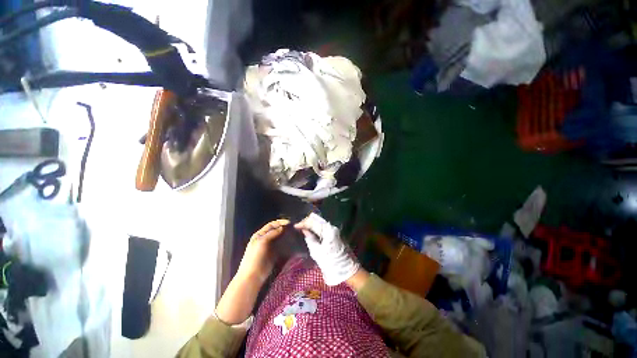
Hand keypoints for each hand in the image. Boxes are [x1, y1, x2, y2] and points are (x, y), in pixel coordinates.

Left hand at [236, 219, 289, 283]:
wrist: (253, 276)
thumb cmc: (255, 258)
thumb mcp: (262, 242)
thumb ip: (272, 234)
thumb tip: (282, 227)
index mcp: (260, 235)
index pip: (271, 225)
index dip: (279, 222)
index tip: (289, 222)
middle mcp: (265, 239)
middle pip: (276, 231)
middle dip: (284, 228)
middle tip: (293, 227)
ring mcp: (270, 247)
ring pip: (279, 238)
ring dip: (286, 235)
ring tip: (294, 233)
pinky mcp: (274, 254)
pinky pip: (282, 246)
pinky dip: (287, 243)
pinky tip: (292, 242)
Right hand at [294, 213, 359, 285]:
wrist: (347, 270)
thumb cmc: (331, 263)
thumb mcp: (317, 252)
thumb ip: (310, 239)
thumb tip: (305, 230)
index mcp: (328, 230)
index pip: (313, 222)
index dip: (303, 223)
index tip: (295, 226)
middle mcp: (332, 227)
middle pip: (317, 220)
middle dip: (307, 221)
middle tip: (299, 226)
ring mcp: (335, 230)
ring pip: (321, 223)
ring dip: (312, 224)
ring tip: (303, 228)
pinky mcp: (336, 234)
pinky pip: (324, 227)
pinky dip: (317, 228)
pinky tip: (311, 231)